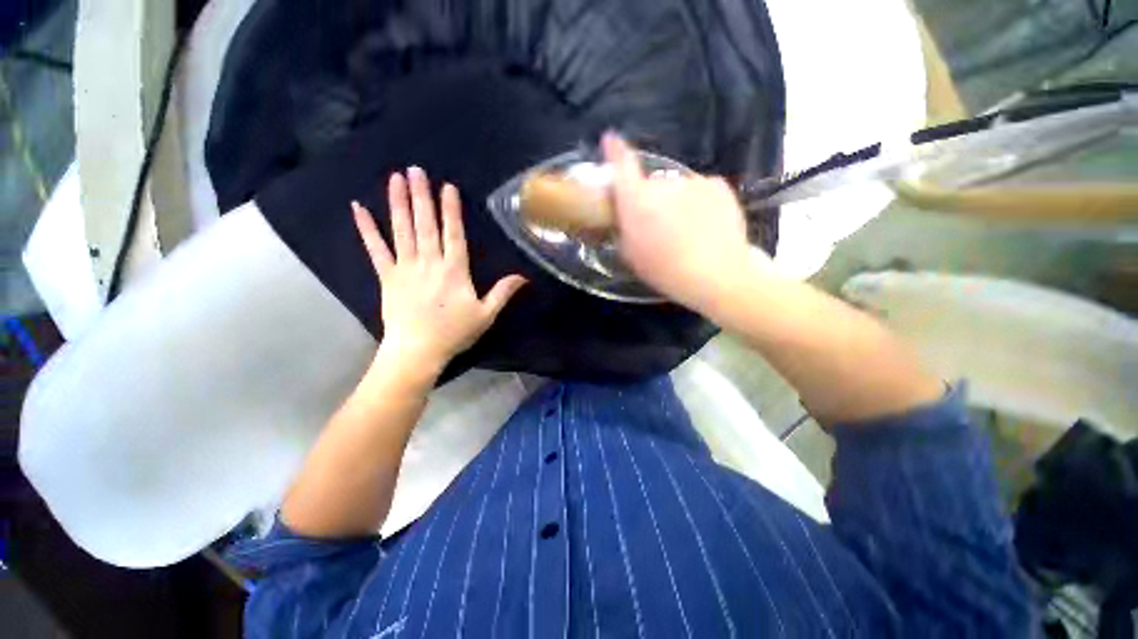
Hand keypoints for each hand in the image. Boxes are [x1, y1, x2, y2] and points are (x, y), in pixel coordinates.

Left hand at [353, 167, 526, 375]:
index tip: (447, 187)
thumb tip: (523, 276)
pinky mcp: (387, 276)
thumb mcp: (486, 314)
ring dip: (398, 203)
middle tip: (416, 170)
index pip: (453, 233)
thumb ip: (503, 292)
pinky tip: (358, 208)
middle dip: (422, 196)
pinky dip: (366, 228)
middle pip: (425, 224)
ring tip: (396, 178)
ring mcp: (405, 267)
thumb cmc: (454, 332)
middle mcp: (429, 262)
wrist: (417, 350)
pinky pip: (375, 249)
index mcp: (454, 270)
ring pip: (401, 229)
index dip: (451, 210)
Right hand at [603, 133, 768, 314]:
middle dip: (650, 200)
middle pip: (651, 184)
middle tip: (658, 226)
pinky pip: (700, 189)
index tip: (610, 140)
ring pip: (677, 189)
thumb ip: (624, 228)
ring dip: (675, 202)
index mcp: (637, 201)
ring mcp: (693, 181)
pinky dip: (698, 202)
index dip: (615, 151)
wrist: (716, 274)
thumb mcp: (631, 255)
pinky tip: (705, 224)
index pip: (622, 166)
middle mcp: (663, 184)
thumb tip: (624, 215)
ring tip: (686, 230)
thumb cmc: (665, 270)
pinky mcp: (718, 184)